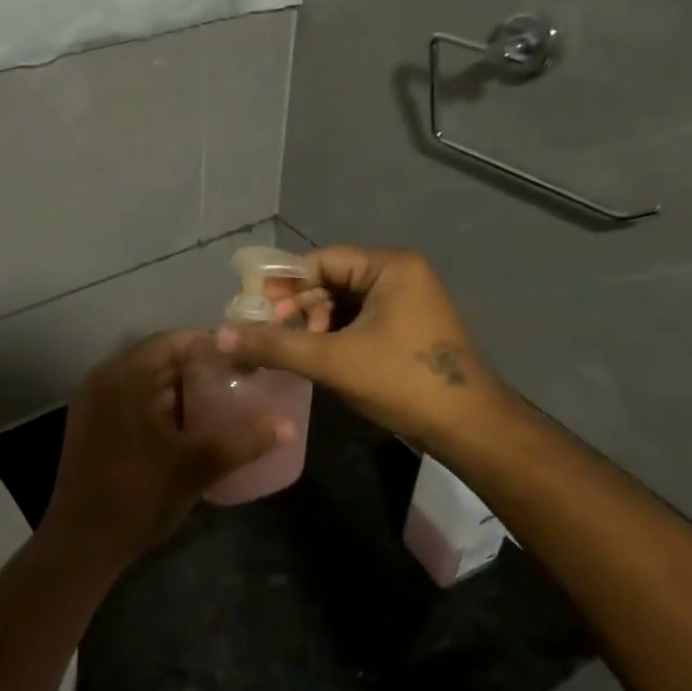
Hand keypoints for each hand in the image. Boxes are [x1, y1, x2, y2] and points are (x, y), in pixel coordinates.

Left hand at [41, 331, 292, 568]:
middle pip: (158, 362)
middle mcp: (104, 380)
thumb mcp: (197, 465)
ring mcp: (94, 405)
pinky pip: (133, 404)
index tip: (243, 358)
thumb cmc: (139, 493)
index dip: (209, 346)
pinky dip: (162, 409)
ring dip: (181, 392)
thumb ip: (244, 441)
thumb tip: (288, 426)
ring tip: (224, 405)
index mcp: (124, 376)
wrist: (83, 543)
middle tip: (240, 383)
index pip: (172, 342)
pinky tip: (192, 429)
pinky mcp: (92, 428)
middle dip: (199, 372)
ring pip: (146, 385)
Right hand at [216, 246, 506, 447]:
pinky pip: (357, 321)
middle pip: (329, 280)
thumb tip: (221, 335)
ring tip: (292, 350)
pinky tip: (315, 358)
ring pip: (342, 303)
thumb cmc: (403, 382)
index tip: (254, 310)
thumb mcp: (333, 361)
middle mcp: (400, 275)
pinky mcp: (406, 329)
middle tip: (269, 334)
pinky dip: (332, 336)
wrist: (470, 429)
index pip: (320, 260)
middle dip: (297, 307)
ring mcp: (406, 302)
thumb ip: (275, 345)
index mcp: (390, 266)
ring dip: (312, 324)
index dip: (282, 284)